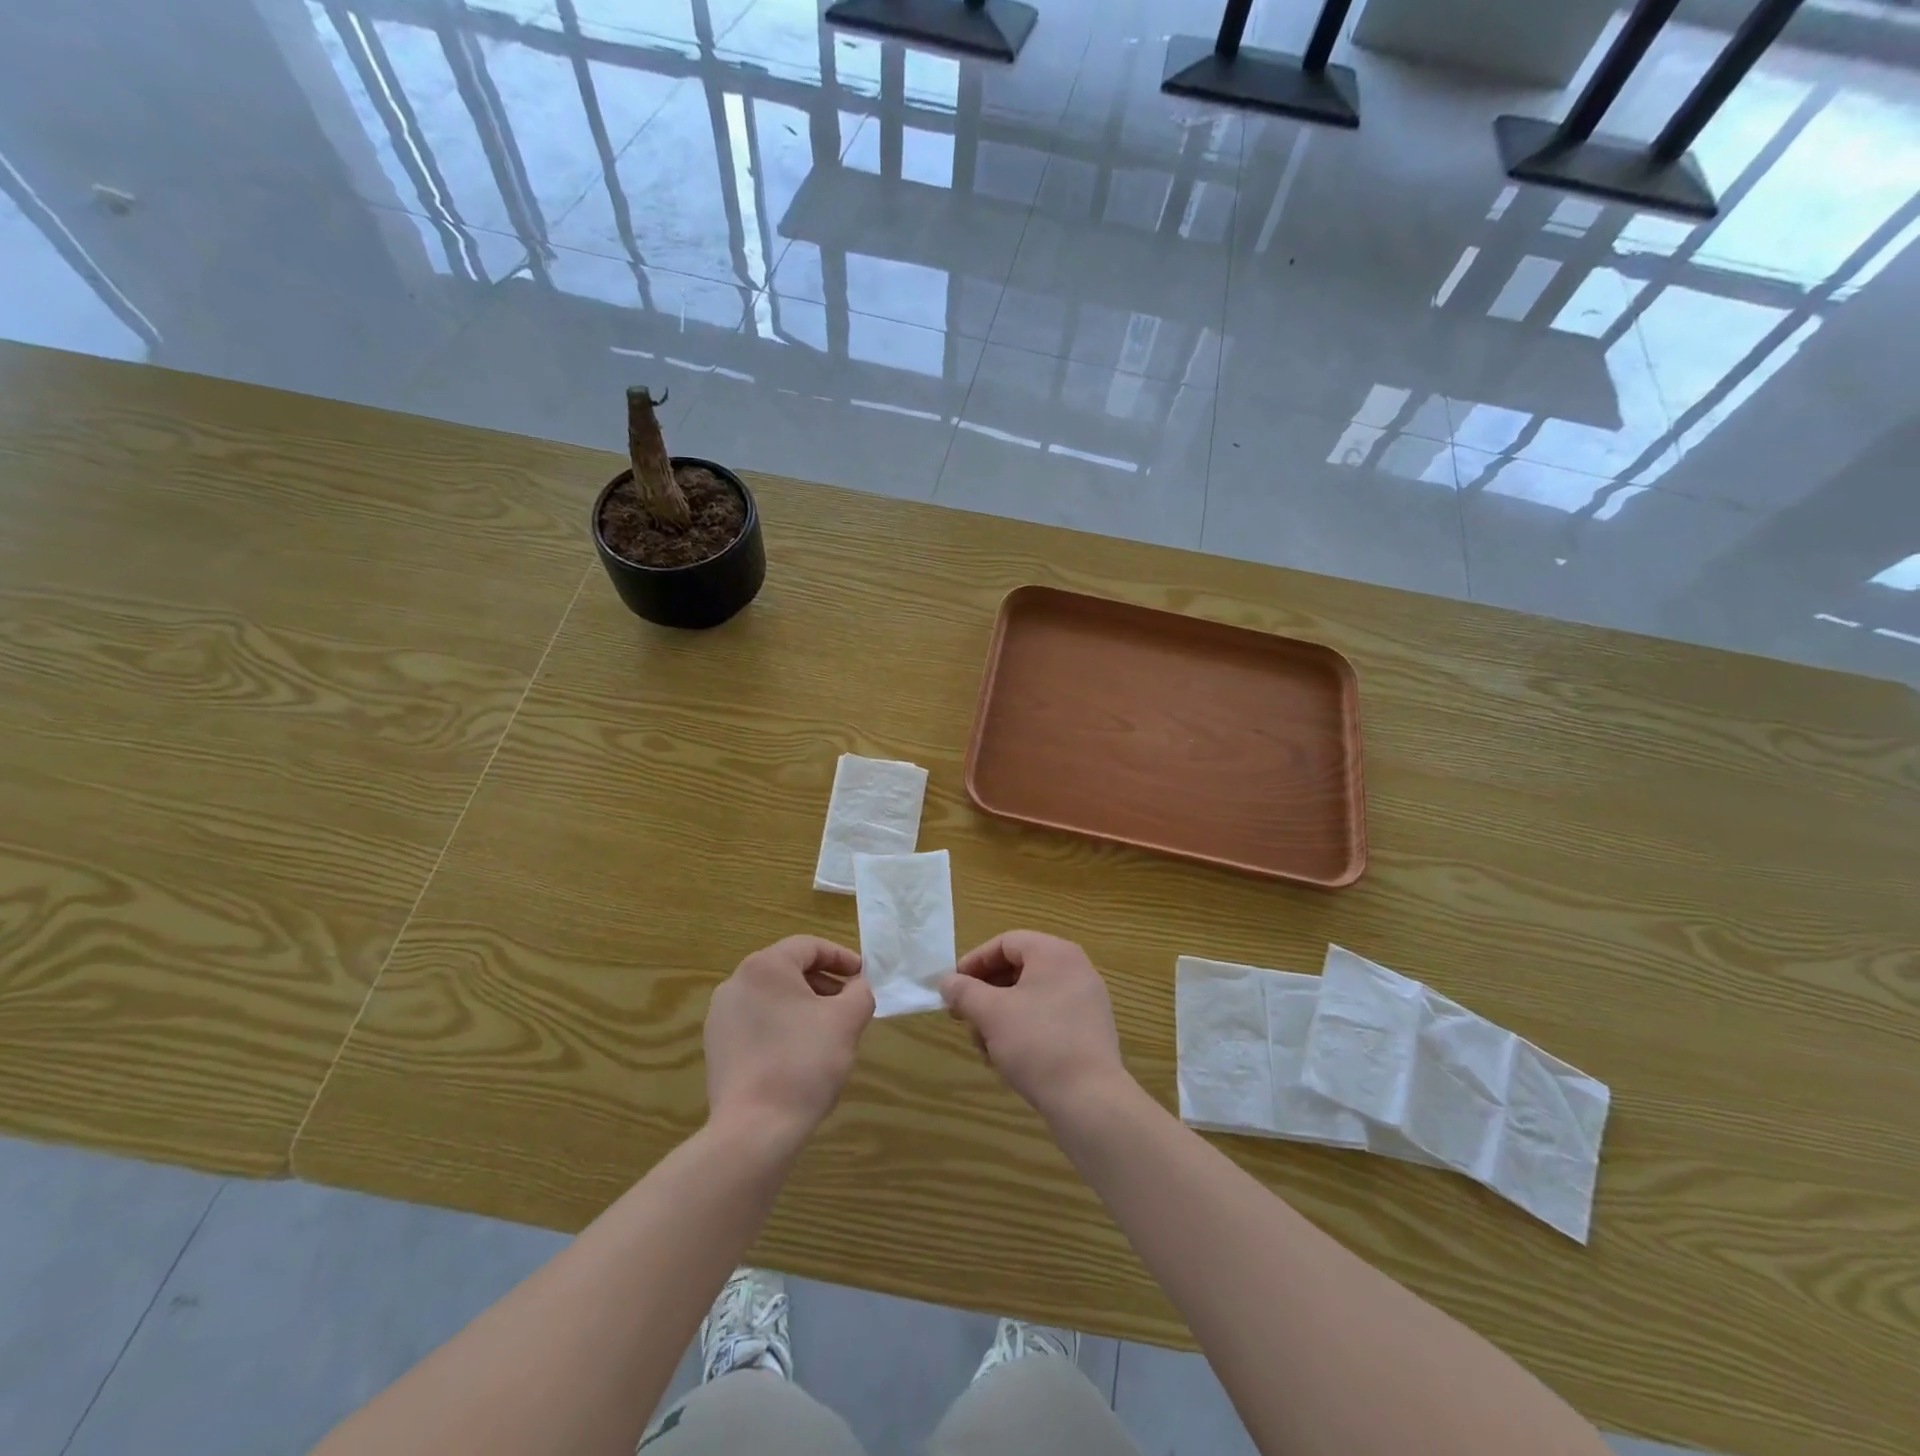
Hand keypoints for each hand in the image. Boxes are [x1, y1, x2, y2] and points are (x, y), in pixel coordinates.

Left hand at [705, 936, 873, 1148]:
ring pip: (772, 997)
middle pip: (789, 970)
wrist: (754, 1129)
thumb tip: (857, 987)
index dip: (841, 958)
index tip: (863, 977)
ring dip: (803, 1005)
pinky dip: (781, 1026)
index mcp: (764, 967)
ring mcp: (720, 1016)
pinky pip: (756, 1022)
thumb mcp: (847, 1021)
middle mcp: (736, 982)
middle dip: (823, 983)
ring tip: (828, 1031)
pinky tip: (799, 1053)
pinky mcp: (716, 1046)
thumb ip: (860, 992)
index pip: (809, 946)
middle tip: (849, 1004)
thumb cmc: (804, 1063)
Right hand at [943, 931, 1127, 1118]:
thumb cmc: (1037, 1043)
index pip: (1005, 942)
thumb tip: (947, 982)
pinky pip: (1049, 1017)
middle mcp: (1075, 969)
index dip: (974, 962)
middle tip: (963, 1017)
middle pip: (1019, 969)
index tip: (953, 987)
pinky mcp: (1090, 1031)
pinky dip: (1024, 1029)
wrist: (1090, 1099)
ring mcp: (1086, 1001)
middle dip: (986, 993)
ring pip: (1031, 996)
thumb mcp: (991, 1013)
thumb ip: (964, 991)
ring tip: (983, 1045)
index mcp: (1054, 953)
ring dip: (1001, 1016)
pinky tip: (1006, 1058)